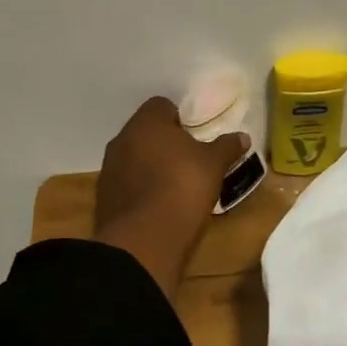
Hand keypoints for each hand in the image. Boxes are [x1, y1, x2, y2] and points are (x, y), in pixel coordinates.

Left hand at [94, 97, 249, 297]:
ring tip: (174, 184)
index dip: (180, 117)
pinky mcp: (104, 199)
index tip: (196, 134)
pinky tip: (158, 205)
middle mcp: (122, 140)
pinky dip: (140, 189)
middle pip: (146, 132)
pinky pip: (127, 184)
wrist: (144, 240)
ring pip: (134, 158)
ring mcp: (109, 170)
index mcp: (147, 123)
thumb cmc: (182, 187)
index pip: (161, 105)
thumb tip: (242, 137)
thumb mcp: (214, 165)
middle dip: (165, 143)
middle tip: (189, 159)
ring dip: (150, 166)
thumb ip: (226, 146)